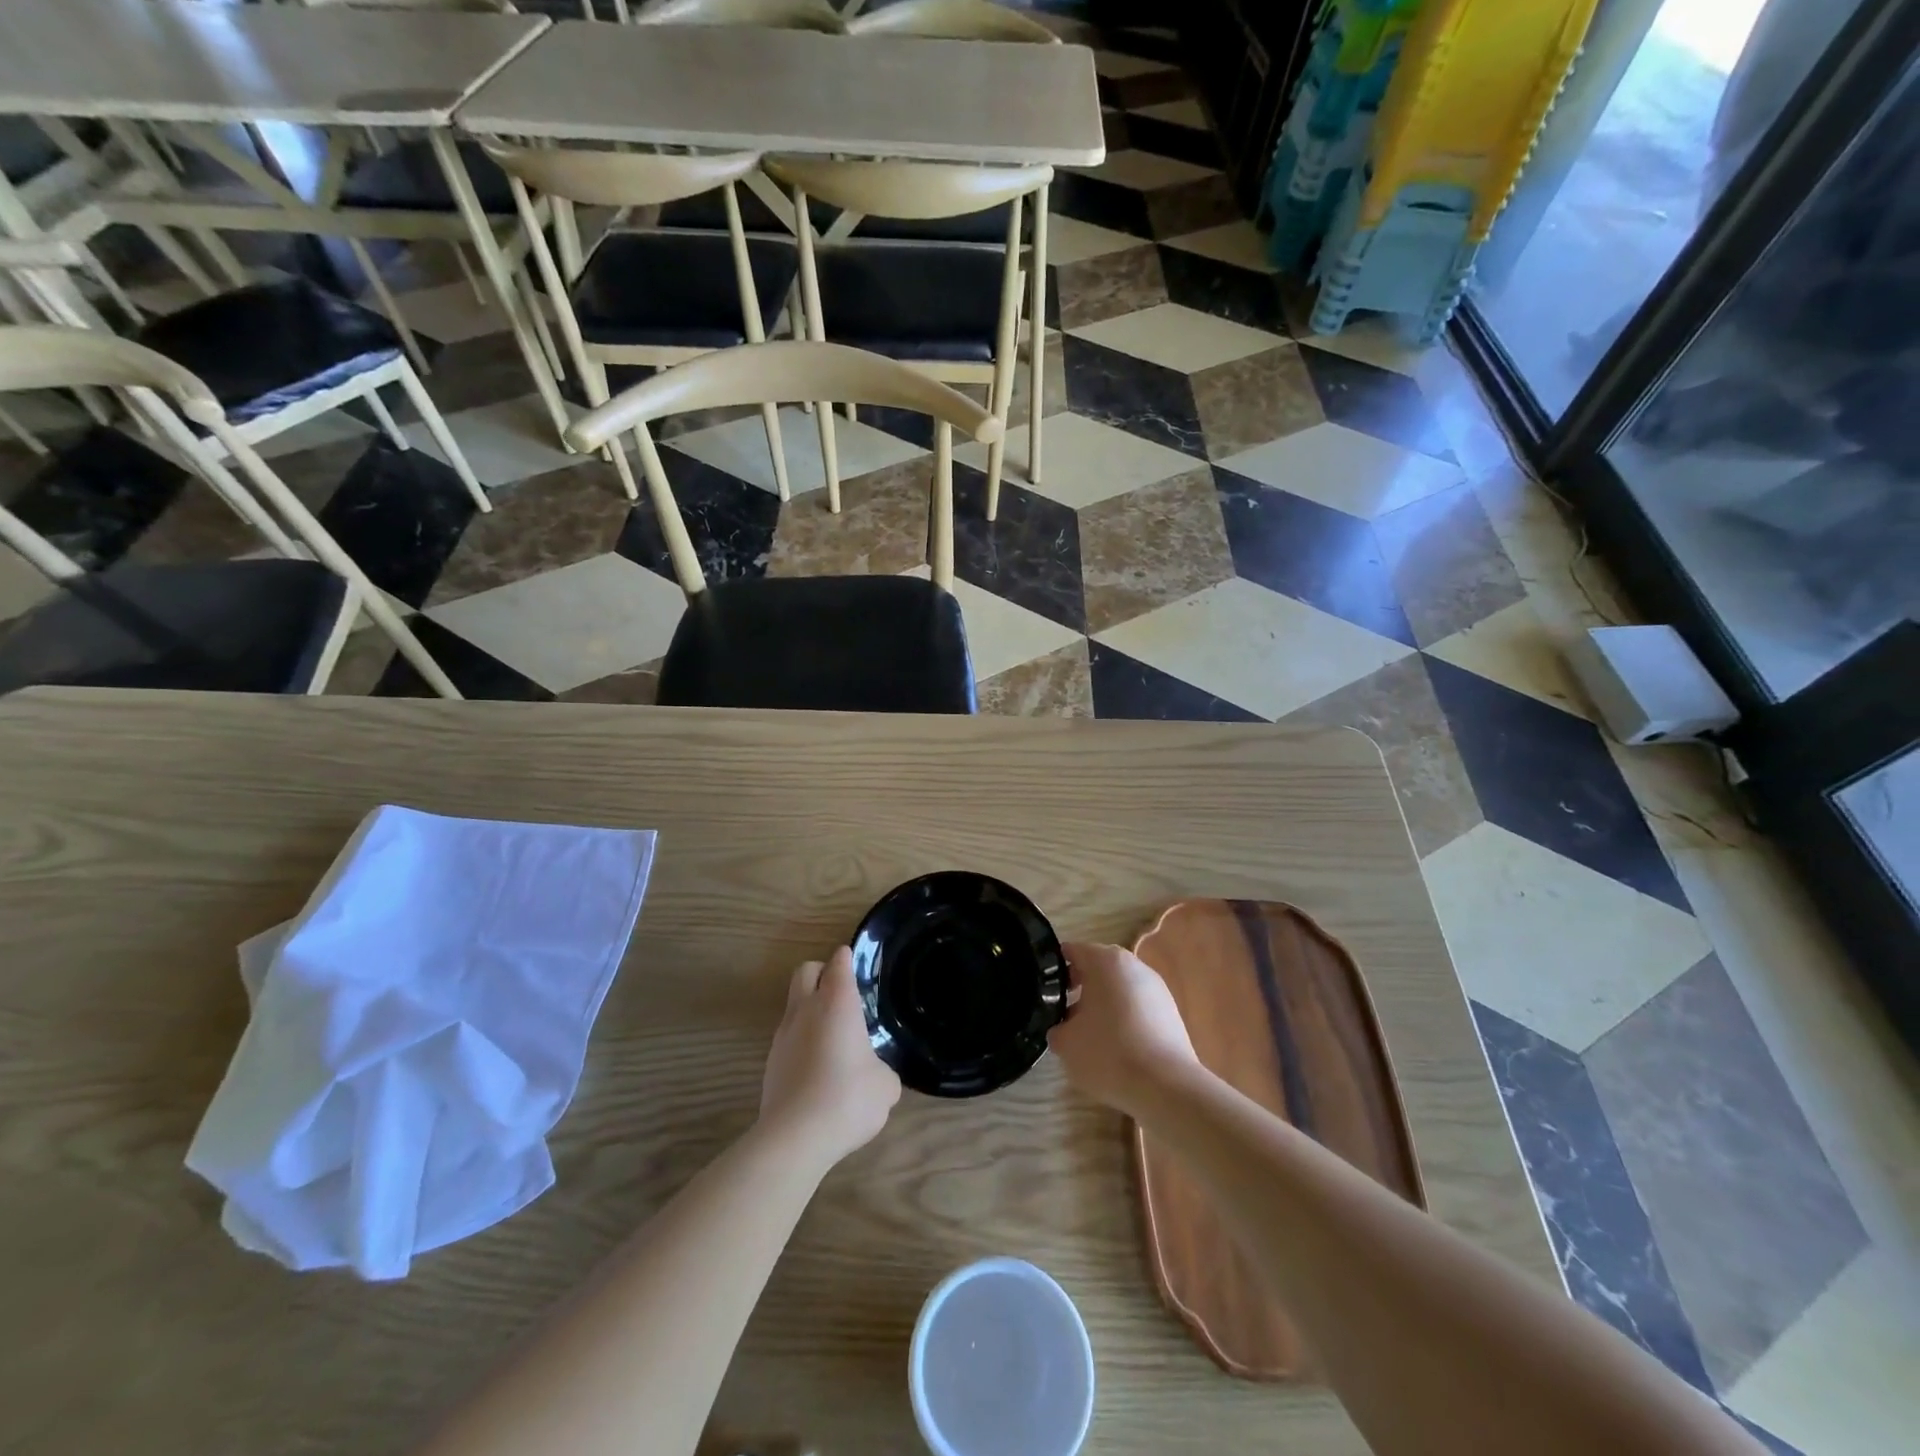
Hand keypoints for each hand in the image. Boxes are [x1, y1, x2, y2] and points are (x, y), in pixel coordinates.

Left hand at [759, 947, 900, 1168]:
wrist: (795, 1137)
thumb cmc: (848, 1098)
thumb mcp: (885, 1086)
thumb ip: (883, 1070)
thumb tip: (876, 1074)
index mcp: (837, 1002)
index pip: (839, 963)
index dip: (847, 958)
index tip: (855, 963)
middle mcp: (806, 1009)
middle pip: (806, 970)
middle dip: (822, 972)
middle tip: (841, 991)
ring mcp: (783, 1034)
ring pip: (794, 1003)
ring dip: (810, 1008)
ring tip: (832, 1035)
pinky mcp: (770, 1061)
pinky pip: (788, 1036)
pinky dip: (802, 1039)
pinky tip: (817, 1066)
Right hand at [1047, 942, 1201, 1116]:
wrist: (1166, 1086)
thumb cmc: (1108, 1052)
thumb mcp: (1065, 1043)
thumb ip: (1057, 1028)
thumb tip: (1063, 1028)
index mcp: (1105, 960)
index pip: (1071, 951)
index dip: (1054, 970)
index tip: (1044, 991)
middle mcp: (1133, 965)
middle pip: (1098, 967)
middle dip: (1079, 987)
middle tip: (1063, 1013)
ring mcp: (1156, 987)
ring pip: (1119, 987)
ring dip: (1103, 1003)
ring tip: (1090, 1034)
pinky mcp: (1171, 1011)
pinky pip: (1137, 1006)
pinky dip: (1124, 1018)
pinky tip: (1117, 1047)